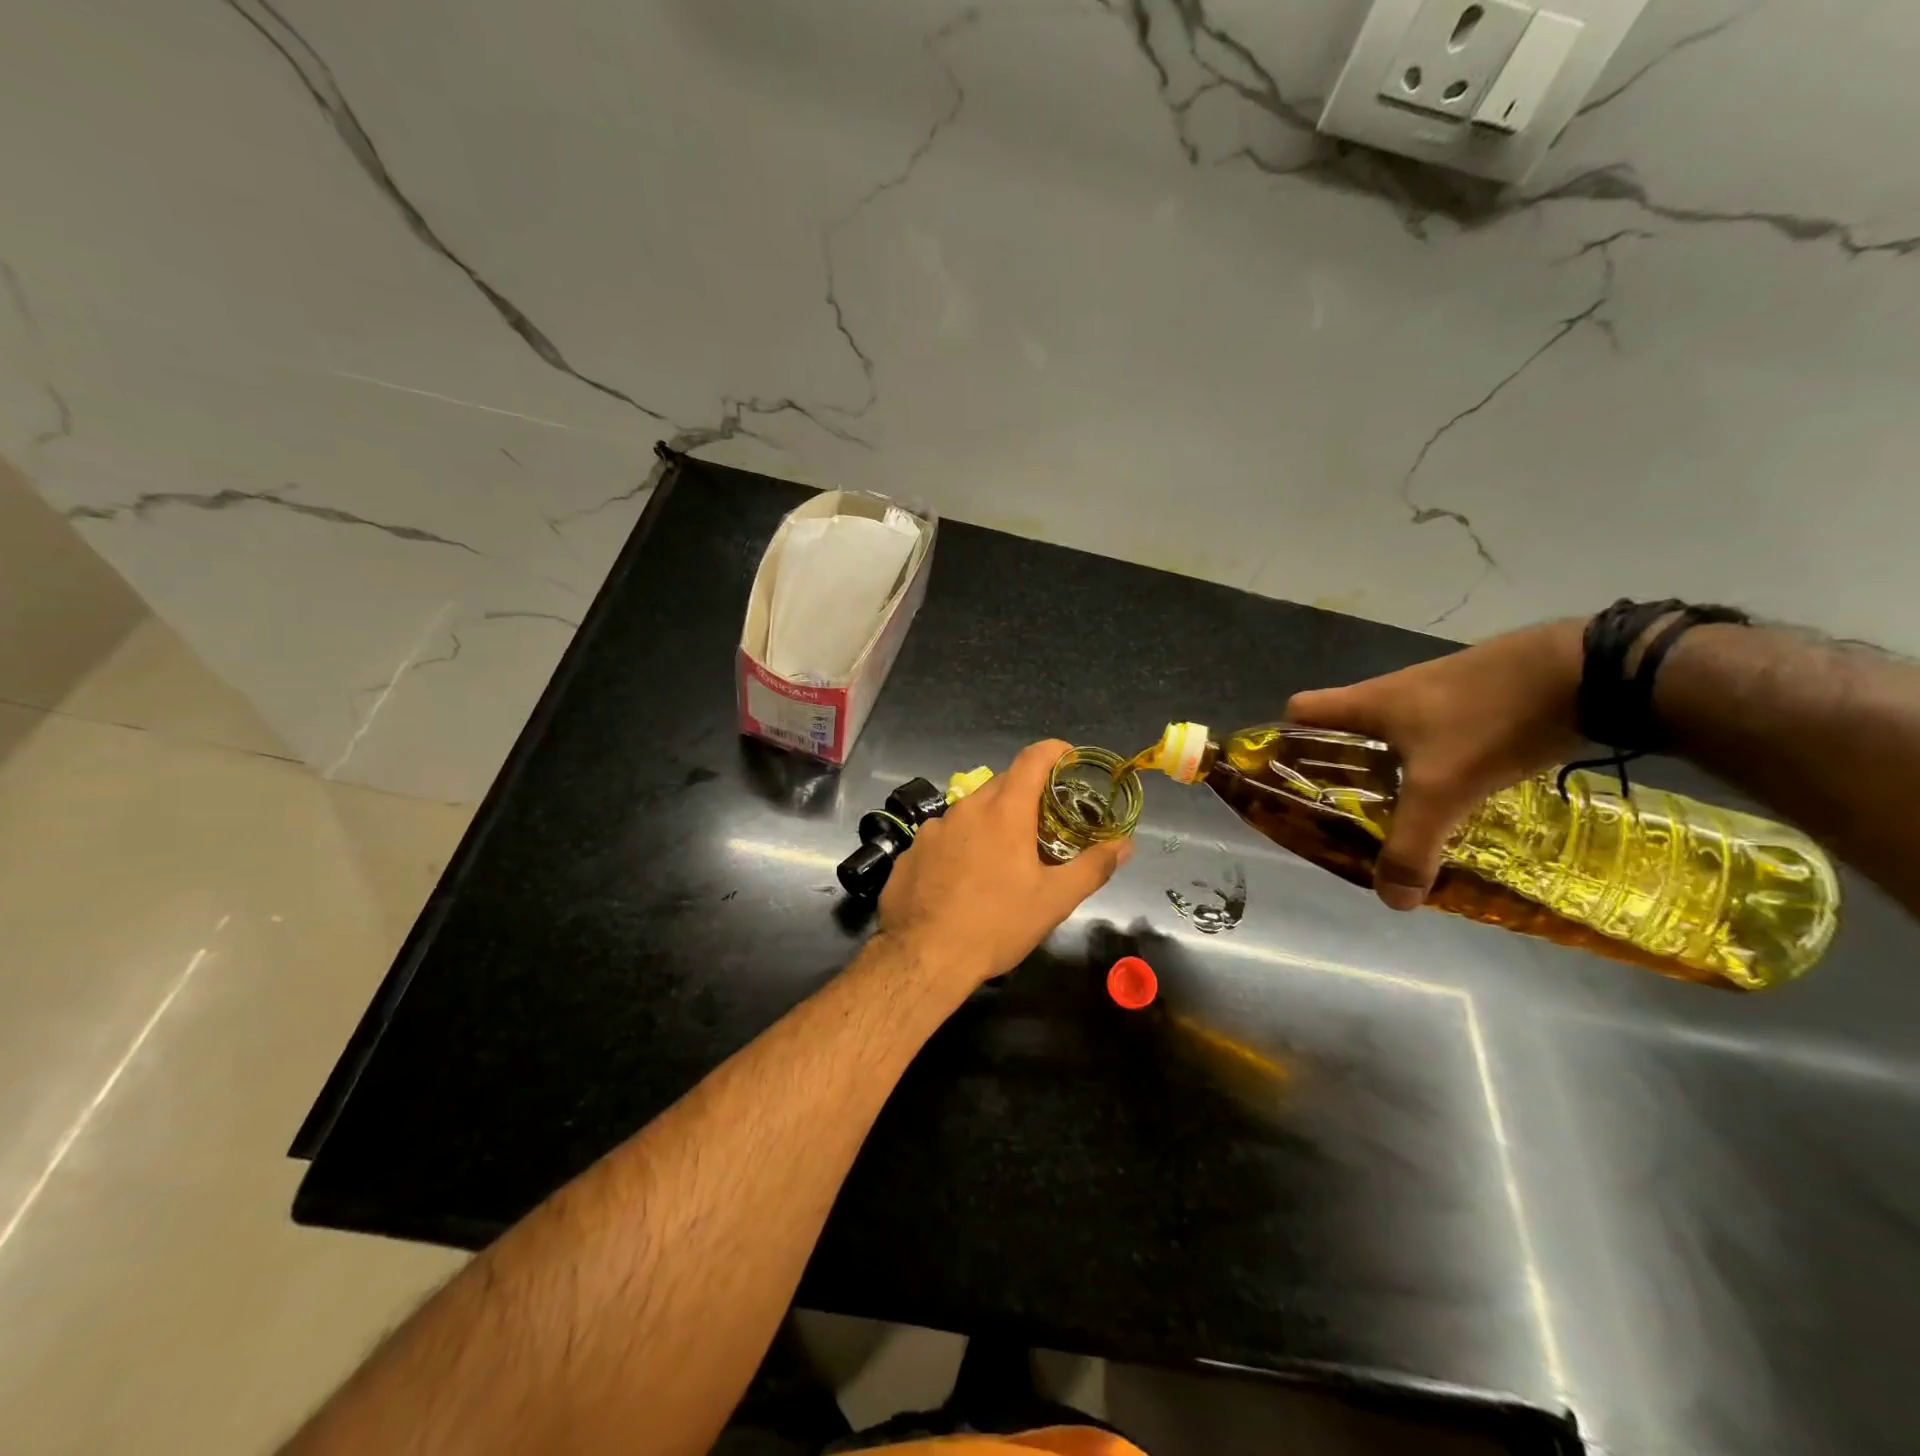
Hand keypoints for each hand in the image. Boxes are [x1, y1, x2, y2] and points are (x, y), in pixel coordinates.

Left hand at [879, 739, 1133, 986]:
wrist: (923, 958)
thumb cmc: (996, 925)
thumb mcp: (1054, 900)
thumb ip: (1093, 866)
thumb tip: (1124, 844)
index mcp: (1004, 811)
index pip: (1033, 758)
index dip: (1055, 751)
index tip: (1071, 761)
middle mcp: (966, 808)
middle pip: (1002, 784)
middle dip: (1027, 796)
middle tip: (1045, 825)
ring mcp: (933, 828)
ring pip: (971, 812)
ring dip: (991, 824)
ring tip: (1003, 861)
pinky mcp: (911, 850)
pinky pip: (944, 836)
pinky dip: (961, 846)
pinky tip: (964, 881)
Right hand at [1285, 618, 1586, 910]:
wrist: (1587, 669)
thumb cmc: (1488, 719)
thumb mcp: (1444, 790)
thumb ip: (1412, 845)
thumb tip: (1392, 900)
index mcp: (1367, 703)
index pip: (1298, 712)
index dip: (1286, 742)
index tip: (1293, 781)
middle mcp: (1393, 691)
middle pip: (1345, 728)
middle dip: (1341, 768)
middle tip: (1352, 811)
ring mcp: (1438, 691)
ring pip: (1394, 733)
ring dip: (1392, 767)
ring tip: (1407, 810)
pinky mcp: (1479, 695)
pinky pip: (1438, 732)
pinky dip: (1438, 759)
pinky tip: (1463, 790)